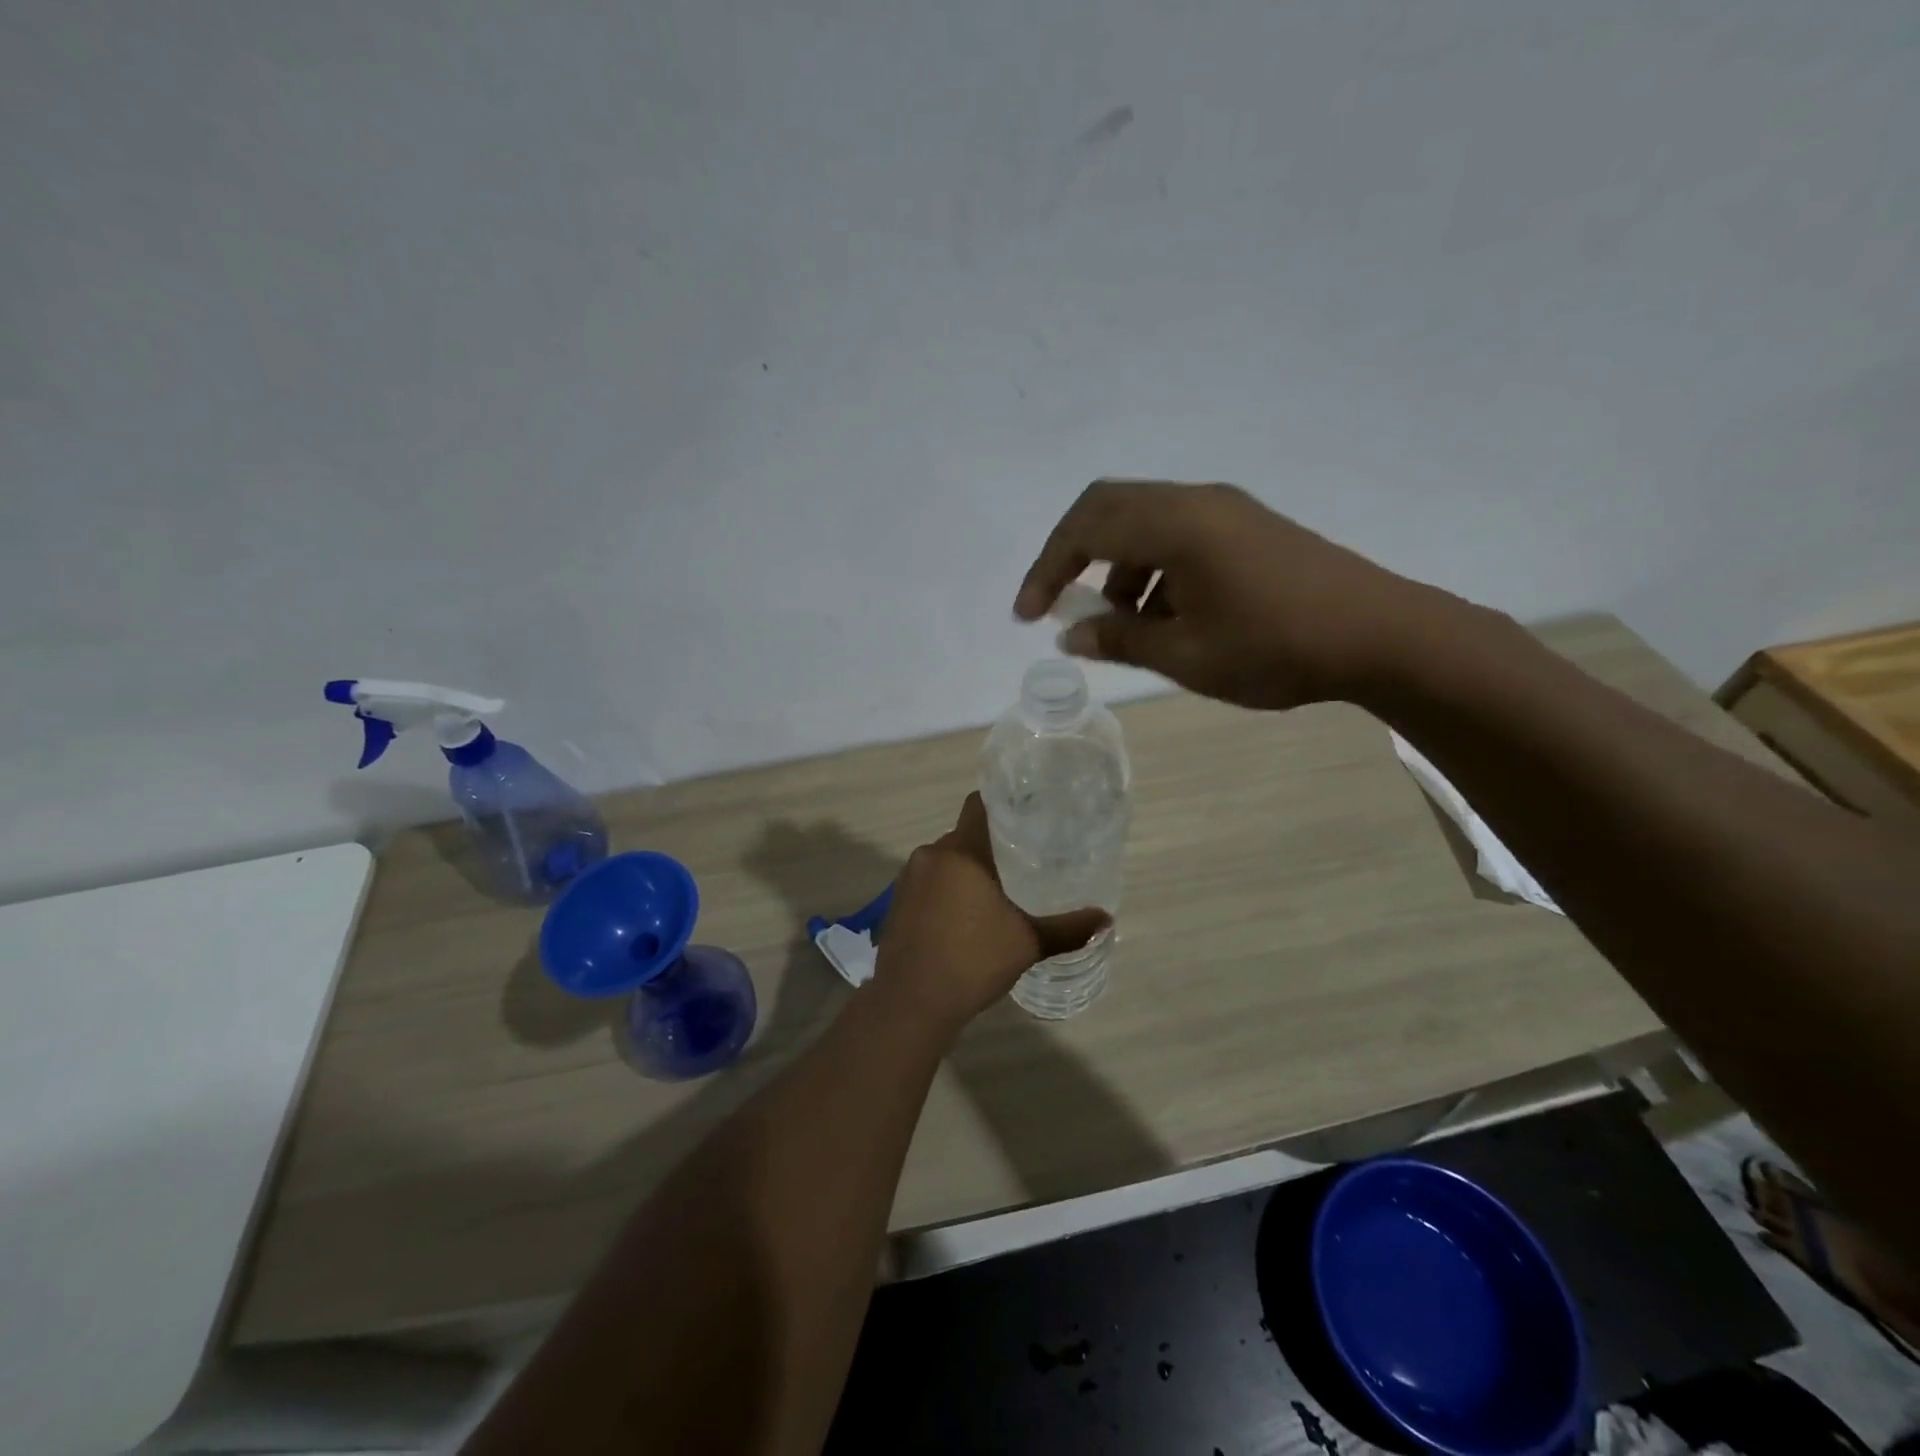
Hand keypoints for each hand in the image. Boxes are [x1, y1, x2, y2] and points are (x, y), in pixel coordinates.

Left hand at [874, 794, 1109, 1031]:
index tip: (1023, 813)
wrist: (911, 1001)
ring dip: (964, 871)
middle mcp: (931, 855)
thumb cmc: (973, 961)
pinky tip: (962, 916)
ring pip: (944, 861)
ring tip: (993, 890)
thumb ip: (1068, 928)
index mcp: (962, 852)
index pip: (978, 805)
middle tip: (1019, 860)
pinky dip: (945, 890)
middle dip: (988, 846)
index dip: (1000, 804)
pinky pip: (927, 882)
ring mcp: (908, 878)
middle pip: (963, 835)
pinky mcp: (896, 902)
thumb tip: (1106, 919)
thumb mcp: (1027, 943)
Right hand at [1014, 479, 1433, 709]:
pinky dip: (1152, 568)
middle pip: (1108, 508)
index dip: (1047, 570)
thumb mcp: (1186, 656)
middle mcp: (1196, 501)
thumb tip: (1071, 633)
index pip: (1085, 529)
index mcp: (1176, 524)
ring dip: (1117, 568)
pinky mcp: (1247, 526)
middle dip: (1073, 556)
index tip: (1028, 615)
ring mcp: (1226, 510)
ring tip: (1125, 627)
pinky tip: (1167, 616)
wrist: (1380, 635)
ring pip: (1144, 523)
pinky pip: (1178, 533)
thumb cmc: (1275, 648)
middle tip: (1059, 605)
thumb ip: (1120, 640)